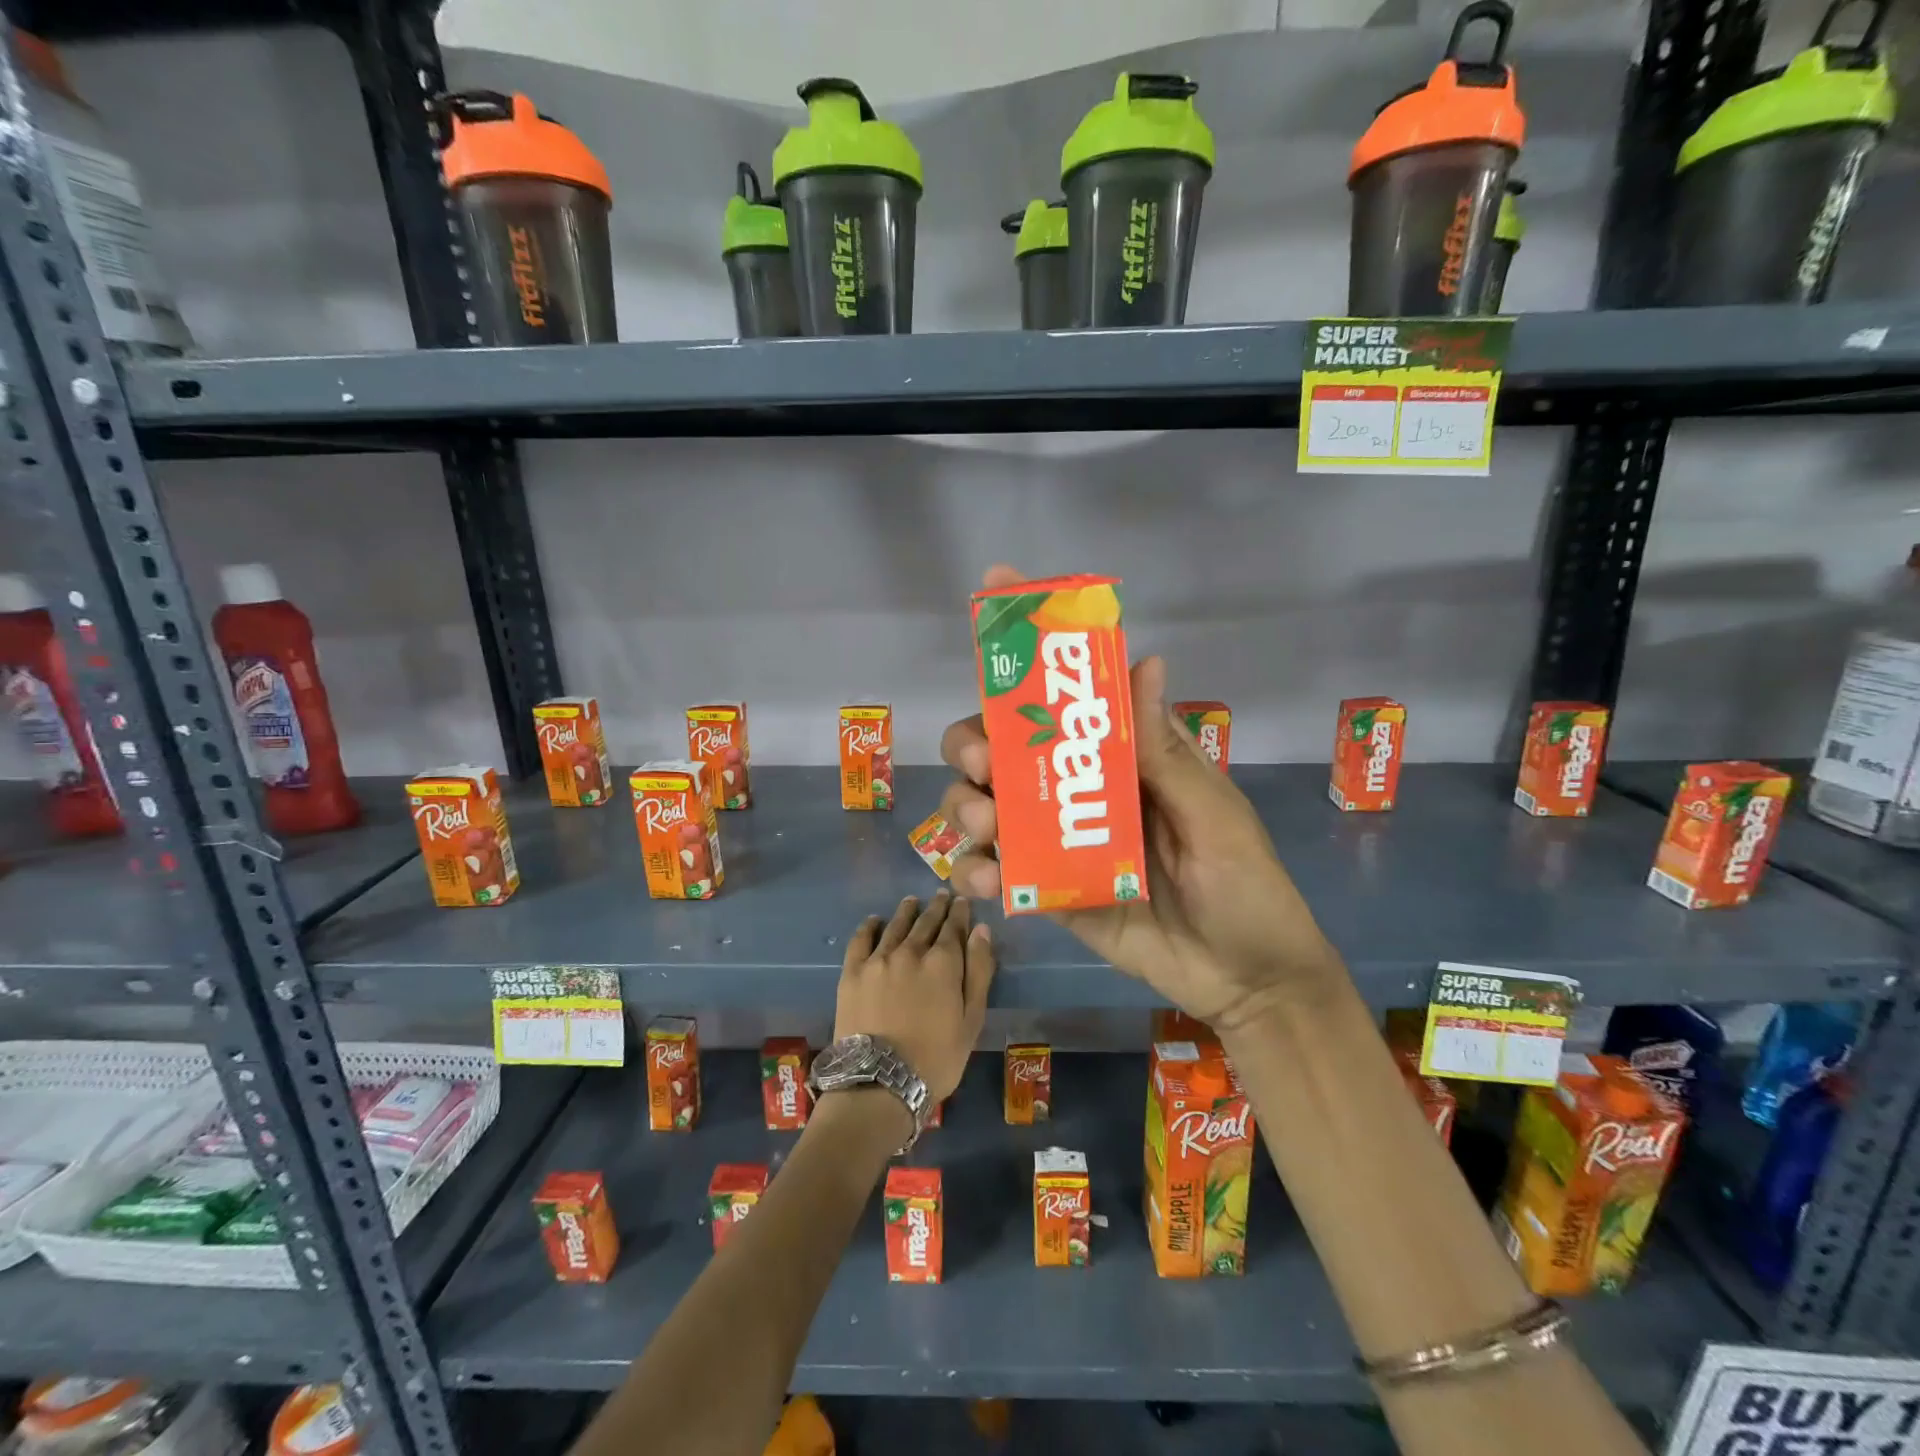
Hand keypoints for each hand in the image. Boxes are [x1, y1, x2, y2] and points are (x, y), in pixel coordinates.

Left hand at [835, 891, 994, 1101]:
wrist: (880, 1083)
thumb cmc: (936, 1058)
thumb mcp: (971, 1020)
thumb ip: (978, 972)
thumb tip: (981, 930)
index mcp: (943, 963)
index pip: (954, 928)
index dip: (959, 913)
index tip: (962, 902)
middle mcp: (910, 951)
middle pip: (925, 922)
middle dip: (936, 908)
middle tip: (941, 896)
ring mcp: (878, 959)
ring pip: (895, 925)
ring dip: (906, 911)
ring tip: (912, 901)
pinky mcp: (852, 972)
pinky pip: (861, 939)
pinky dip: (870, 926)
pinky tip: (875, 920)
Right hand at [941, 566, 1341, 1031]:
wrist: (1247, 980)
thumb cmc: (1245, 885)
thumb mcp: (1213, 814)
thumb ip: (1168, 752)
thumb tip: (1147, 660)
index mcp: (1122, 759)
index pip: (1068, 697)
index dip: (1030, 649)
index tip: (994, 595)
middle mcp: (1079, 791)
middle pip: (1004, 748)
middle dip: (977, 741)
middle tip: (985, 761)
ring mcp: (1058, 842)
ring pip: (987, 804)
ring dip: (967, 805)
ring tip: (989, 828)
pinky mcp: (1047, 892)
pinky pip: (996, 873)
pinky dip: (976, 872)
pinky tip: (984, 882)